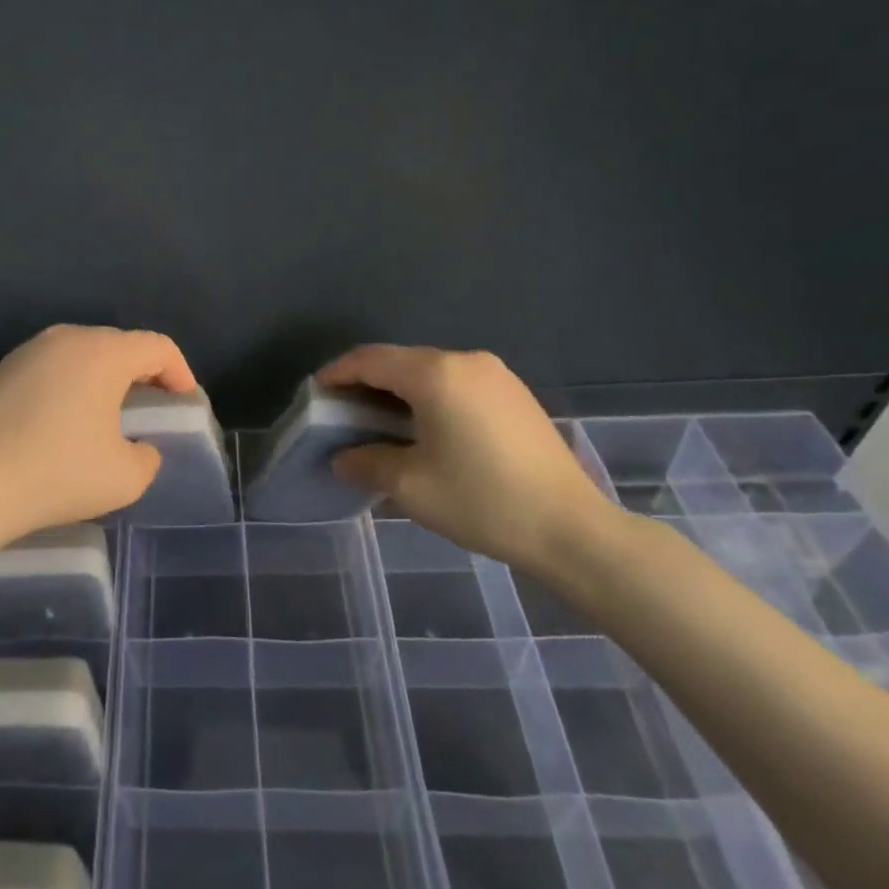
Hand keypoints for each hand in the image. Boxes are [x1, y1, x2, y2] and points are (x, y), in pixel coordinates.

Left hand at [0, 324, 197, 537]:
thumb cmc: (58, 472)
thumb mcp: (125, 477)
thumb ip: (147, 457)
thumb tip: (139, 447)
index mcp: (103, 352)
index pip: (157, 347)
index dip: (180, 371)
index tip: (184, 401)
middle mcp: (67, 338)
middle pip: (119, 345)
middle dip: (142, 372)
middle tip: (151, 406)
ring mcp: (29, 350)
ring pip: (83, 354)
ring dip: (104, 377)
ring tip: (108, 413)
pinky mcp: (2, 369)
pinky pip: (53, 367)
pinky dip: (70, 384)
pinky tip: (64, 420)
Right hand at [319, 345, 613, 576]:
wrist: (572, 529)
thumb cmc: (482, 501)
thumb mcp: (410, 486)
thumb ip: (366, 463)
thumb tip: (343, 457)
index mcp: (435, 374)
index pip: (370, 359)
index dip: (337, 372)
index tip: (316, 392)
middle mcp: (465, 361)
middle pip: (400, 360)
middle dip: (366, 382)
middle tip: (343, 412)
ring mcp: (495, 375)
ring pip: (429, 371)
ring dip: (398, 390)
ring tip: (380, 423)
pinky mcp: (514, 394)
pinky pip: (456, 383)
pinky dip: (429, 397)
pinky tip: (424, 429)